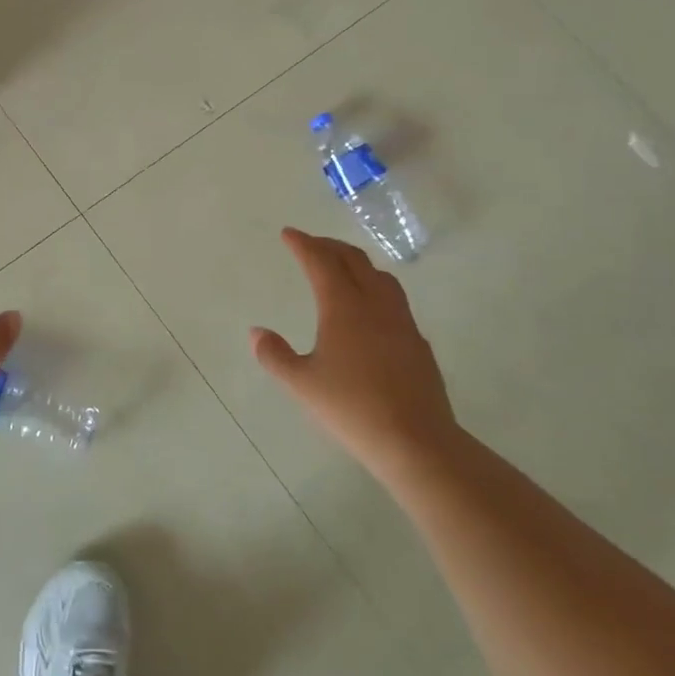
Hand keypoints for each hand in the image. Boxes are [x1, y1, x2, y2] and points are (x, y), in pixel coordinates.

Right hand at [250, 228, 459, 482]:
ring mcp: (401, 322)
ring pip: (380, 276)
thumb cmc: (352, 408)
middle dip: (330, 246)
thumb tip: (257, 332)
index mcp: (343, 307)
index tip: (289, 233)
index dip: (303, 244)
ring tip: (342, 267)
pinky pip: (394, 300)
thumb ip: (275, 355)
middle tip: (311, 244)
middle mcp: (375, 305)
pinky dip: (375, 288)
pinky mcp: (417, 343)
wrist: (417, 442)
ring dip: (357, 263)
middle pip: (353, 261)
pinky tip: (370, 310)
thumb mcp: (302, 384)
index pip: (321, 262)